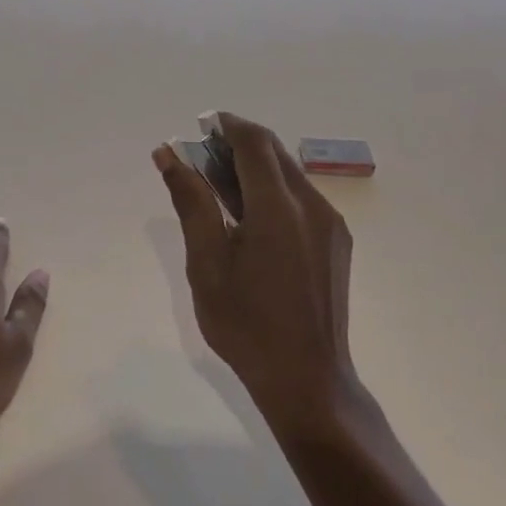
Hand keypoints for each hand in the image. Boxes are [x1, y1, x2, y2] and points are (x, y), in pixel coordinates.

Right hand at [154, 114, 358, 436]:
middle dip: (238, 143)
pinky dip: (273, 191)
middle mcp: (312, 204)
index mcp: (278, 207)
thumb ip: (191, 202)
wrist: (308, 381)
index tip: (200, 126)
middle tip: (202, 156)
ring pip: (289, 174)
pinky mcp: (337, 242)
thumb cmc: (246, 325)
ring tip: (219, 186)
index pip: (254, 141)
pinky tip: (250, 217)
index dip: (227, 124)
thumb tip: (168, 154)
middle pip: (274, 152)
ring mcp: (330, 223)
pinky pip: (302, 198)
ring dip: (255, 167)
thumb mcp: (206, 263)